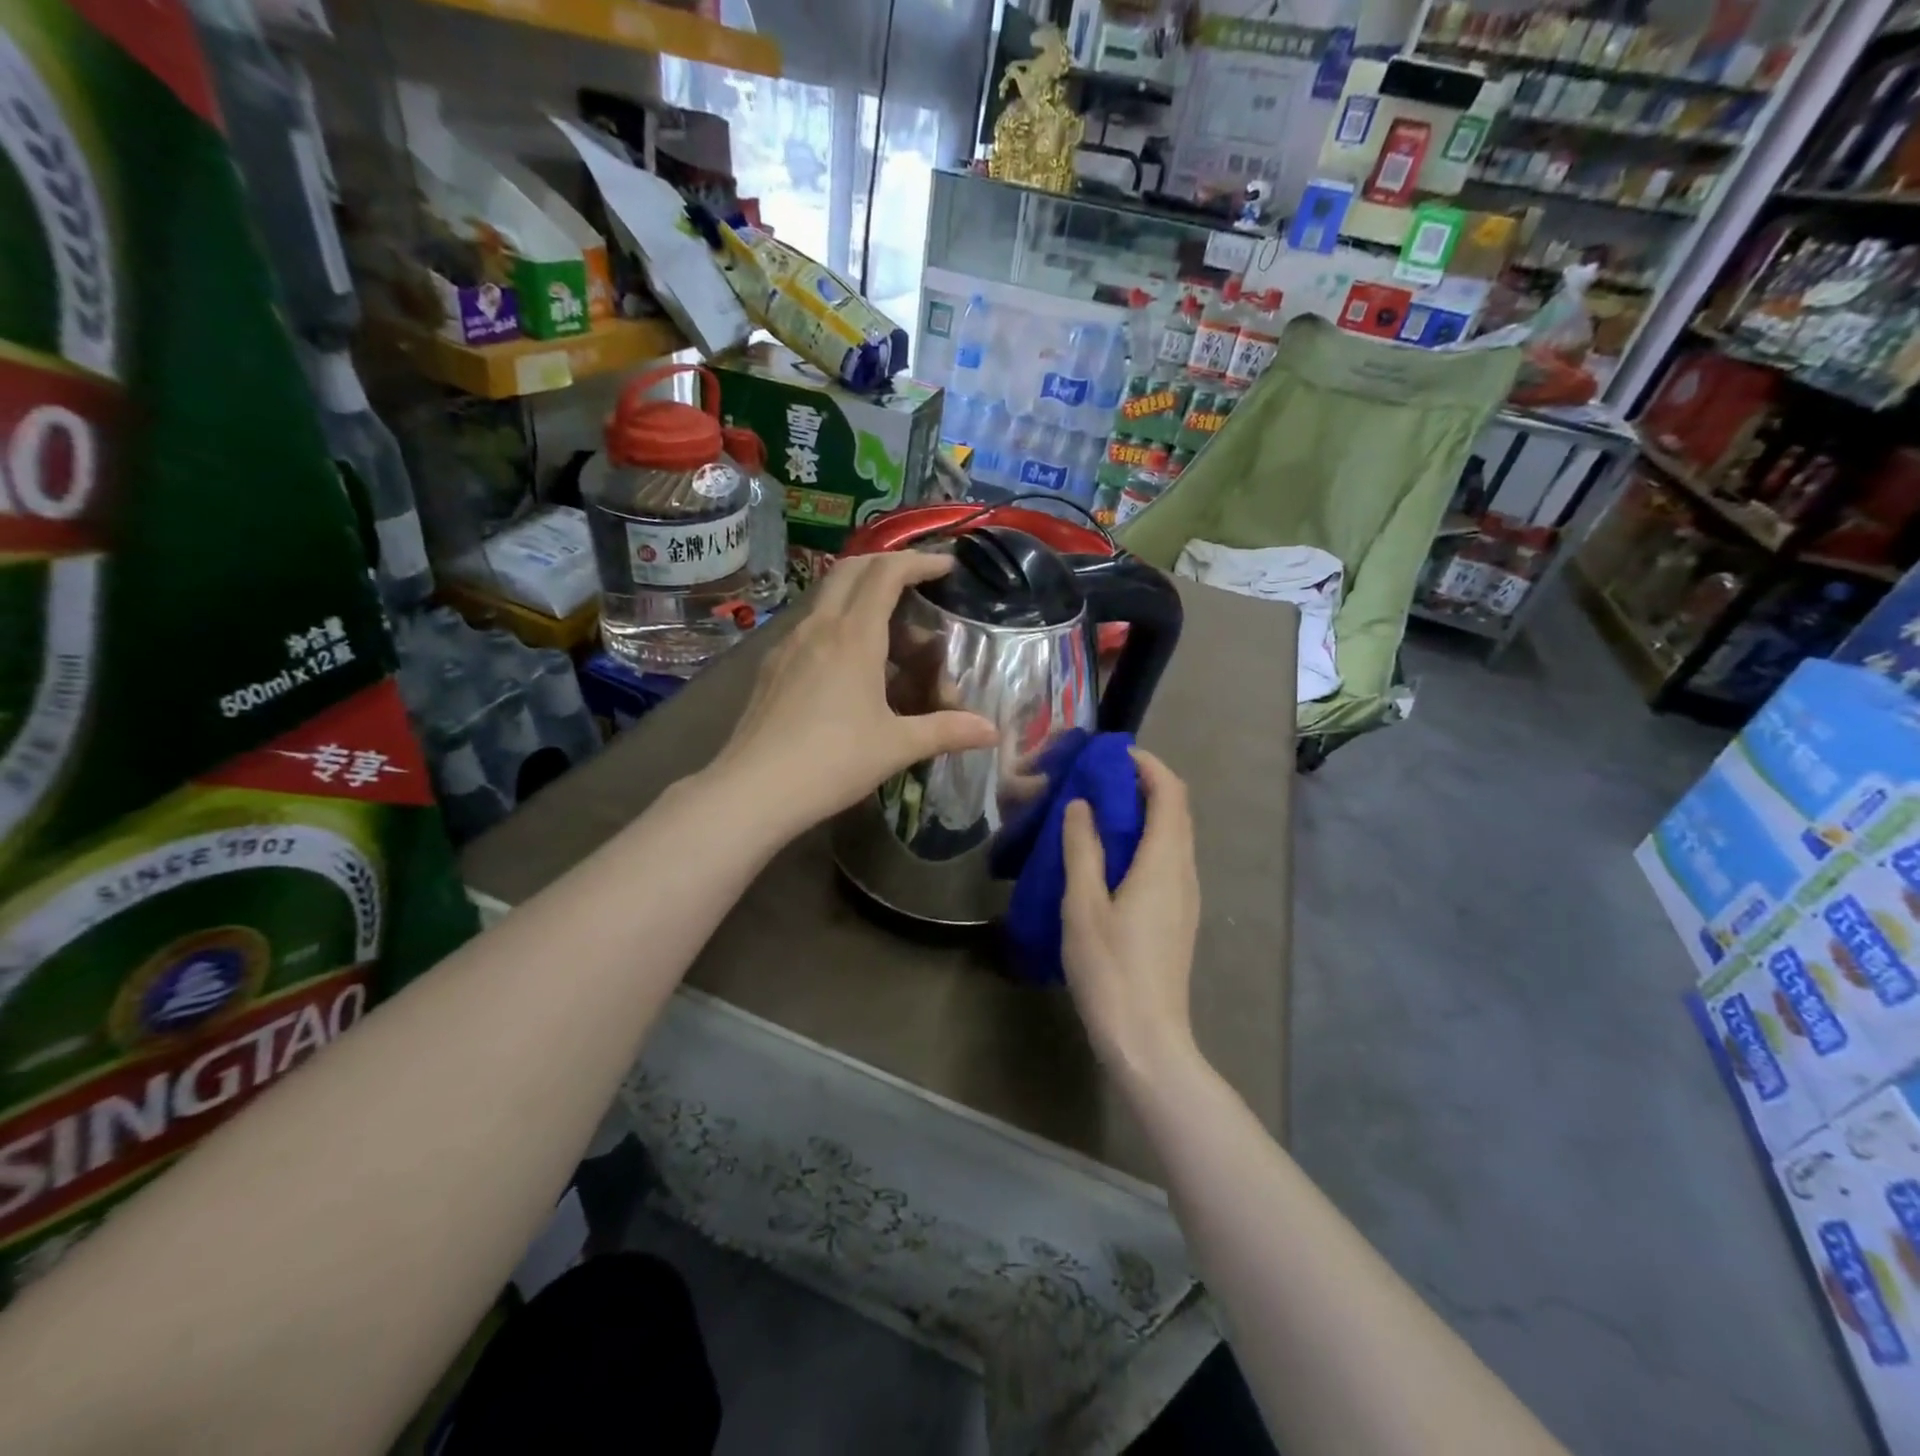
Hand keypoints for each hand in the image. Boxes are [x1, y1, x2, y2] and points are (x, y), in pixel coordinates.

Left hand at [712, 551, 998, 833]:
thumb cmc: (832, 761)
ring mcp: (788, 644)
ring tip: (889, 632)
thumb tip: (992, 732)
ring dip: (860, 598)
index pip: (886, 573)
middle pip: (851, 570)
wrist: (753, 790)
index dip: (919, 562)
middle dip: (887, 566)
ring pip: (827, 598)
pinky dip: (838, 626)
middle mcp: (818, 627)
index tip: (946, 567)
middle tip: (917, 584)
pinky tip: (848, 665)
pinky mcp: (771, 667)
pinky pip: (810, 627)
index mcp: (853, 636)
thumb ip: (947, 731)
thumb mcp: (897, 746)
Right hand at [1060, 749, 1200, 1077]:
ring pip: (1173, 836)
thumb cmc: (1110, 969)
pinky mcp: (1178, 916)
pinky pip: (1167, 860)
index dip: (1147, 765)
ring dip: (1143, 812)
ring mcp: (1185, 896)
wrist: (1146, 1038)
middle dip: (1143, 784)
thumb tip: (1081, 804)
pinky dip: (1144, 840)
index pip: (1170, 793)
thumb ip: (1082, 849)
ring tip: (1097, 810)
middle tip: (1097, 779)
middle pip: (1176, 811)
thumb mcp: (1083, 905)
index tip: (1112, 754)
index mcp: (1165, 862)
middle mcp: (1184, 872)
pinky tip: (1109, 856)